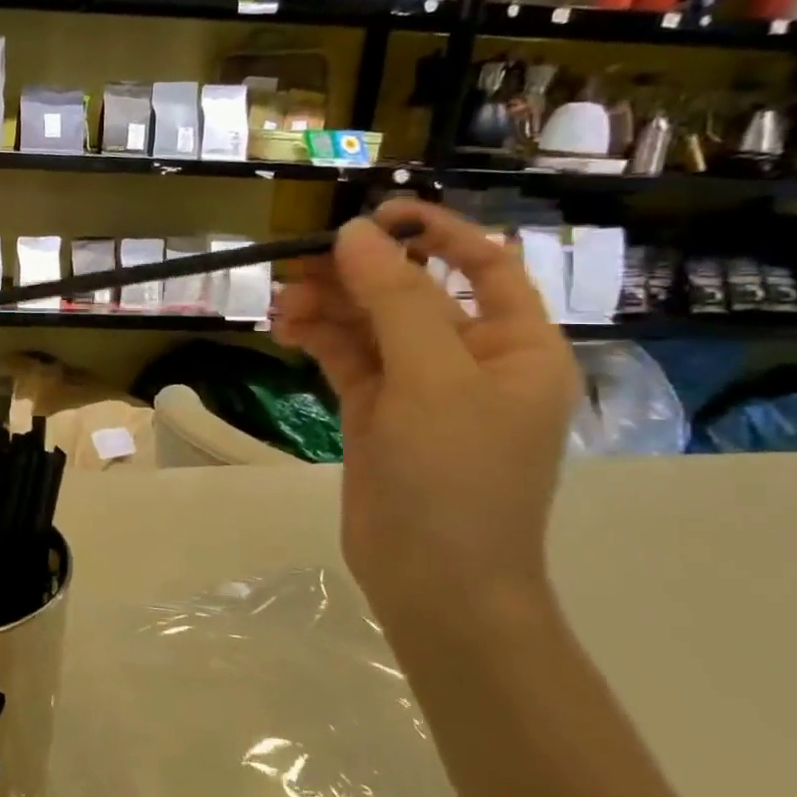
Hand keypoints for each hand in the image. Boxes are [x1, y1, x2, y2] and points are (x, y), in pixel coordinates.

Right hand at [274, 201, 581, 624]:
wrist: (434, 581)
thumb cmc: (456, 477)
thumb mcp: (432, 379)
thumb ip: (396, 300)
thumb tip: (355, 233)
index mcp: (516, 344)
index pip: (482, 263)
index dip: (433, 230)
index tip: (373, 215)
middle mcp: (470, 358)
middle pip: (411, 292)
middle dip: (356, 274)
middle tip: (296, 264)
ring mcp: (420, 388)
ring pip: (370, 325)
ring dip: (327, 307)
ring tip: (280, 305)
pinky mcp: (377, 412)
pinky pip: (348, 358)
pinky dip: (318, 339)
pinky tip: (285, 332)